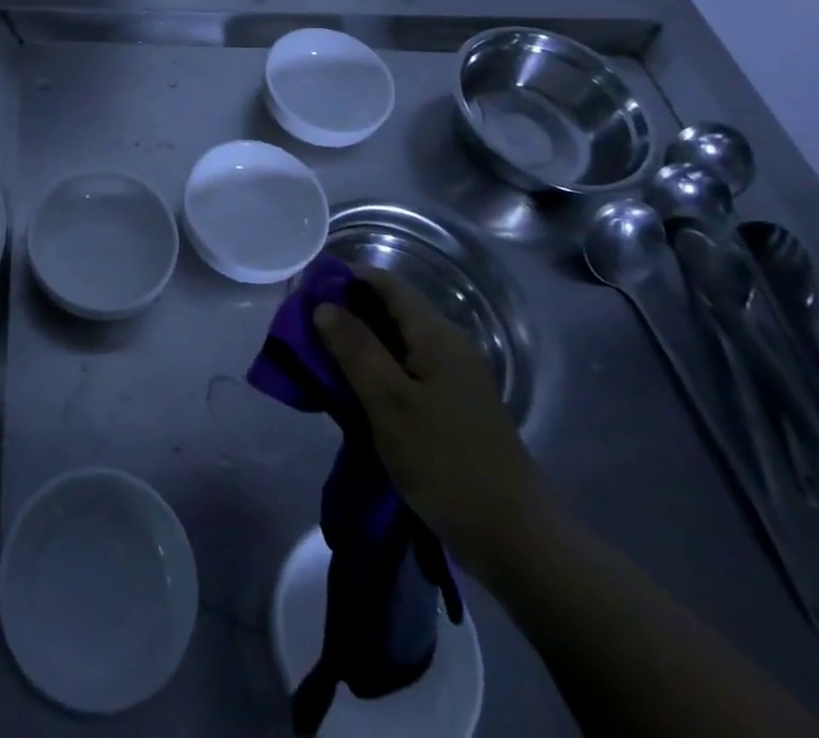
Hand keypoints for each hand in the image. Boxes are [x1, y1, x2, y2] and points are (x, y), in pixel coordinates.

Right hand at [315, 267, 559, 578]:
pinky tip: (352, 391)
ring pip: (396, 342)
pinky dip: (376, 371)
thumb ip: (355, 349)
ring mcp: (453, 378)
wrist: (516, 540)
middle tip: (302, 328)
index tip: (305, 290)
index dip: (344, 278)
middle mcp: (448, 345)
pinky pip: (406, 371)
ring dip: (358, 344)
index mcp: (437, 335)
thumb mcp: (390, 404)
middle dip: (346, 313)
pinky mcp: (452, 407)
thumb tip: (323, 305)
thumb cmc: (447, 464)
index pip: (385, 283)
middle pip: (391, 310)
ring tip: (318, 358)